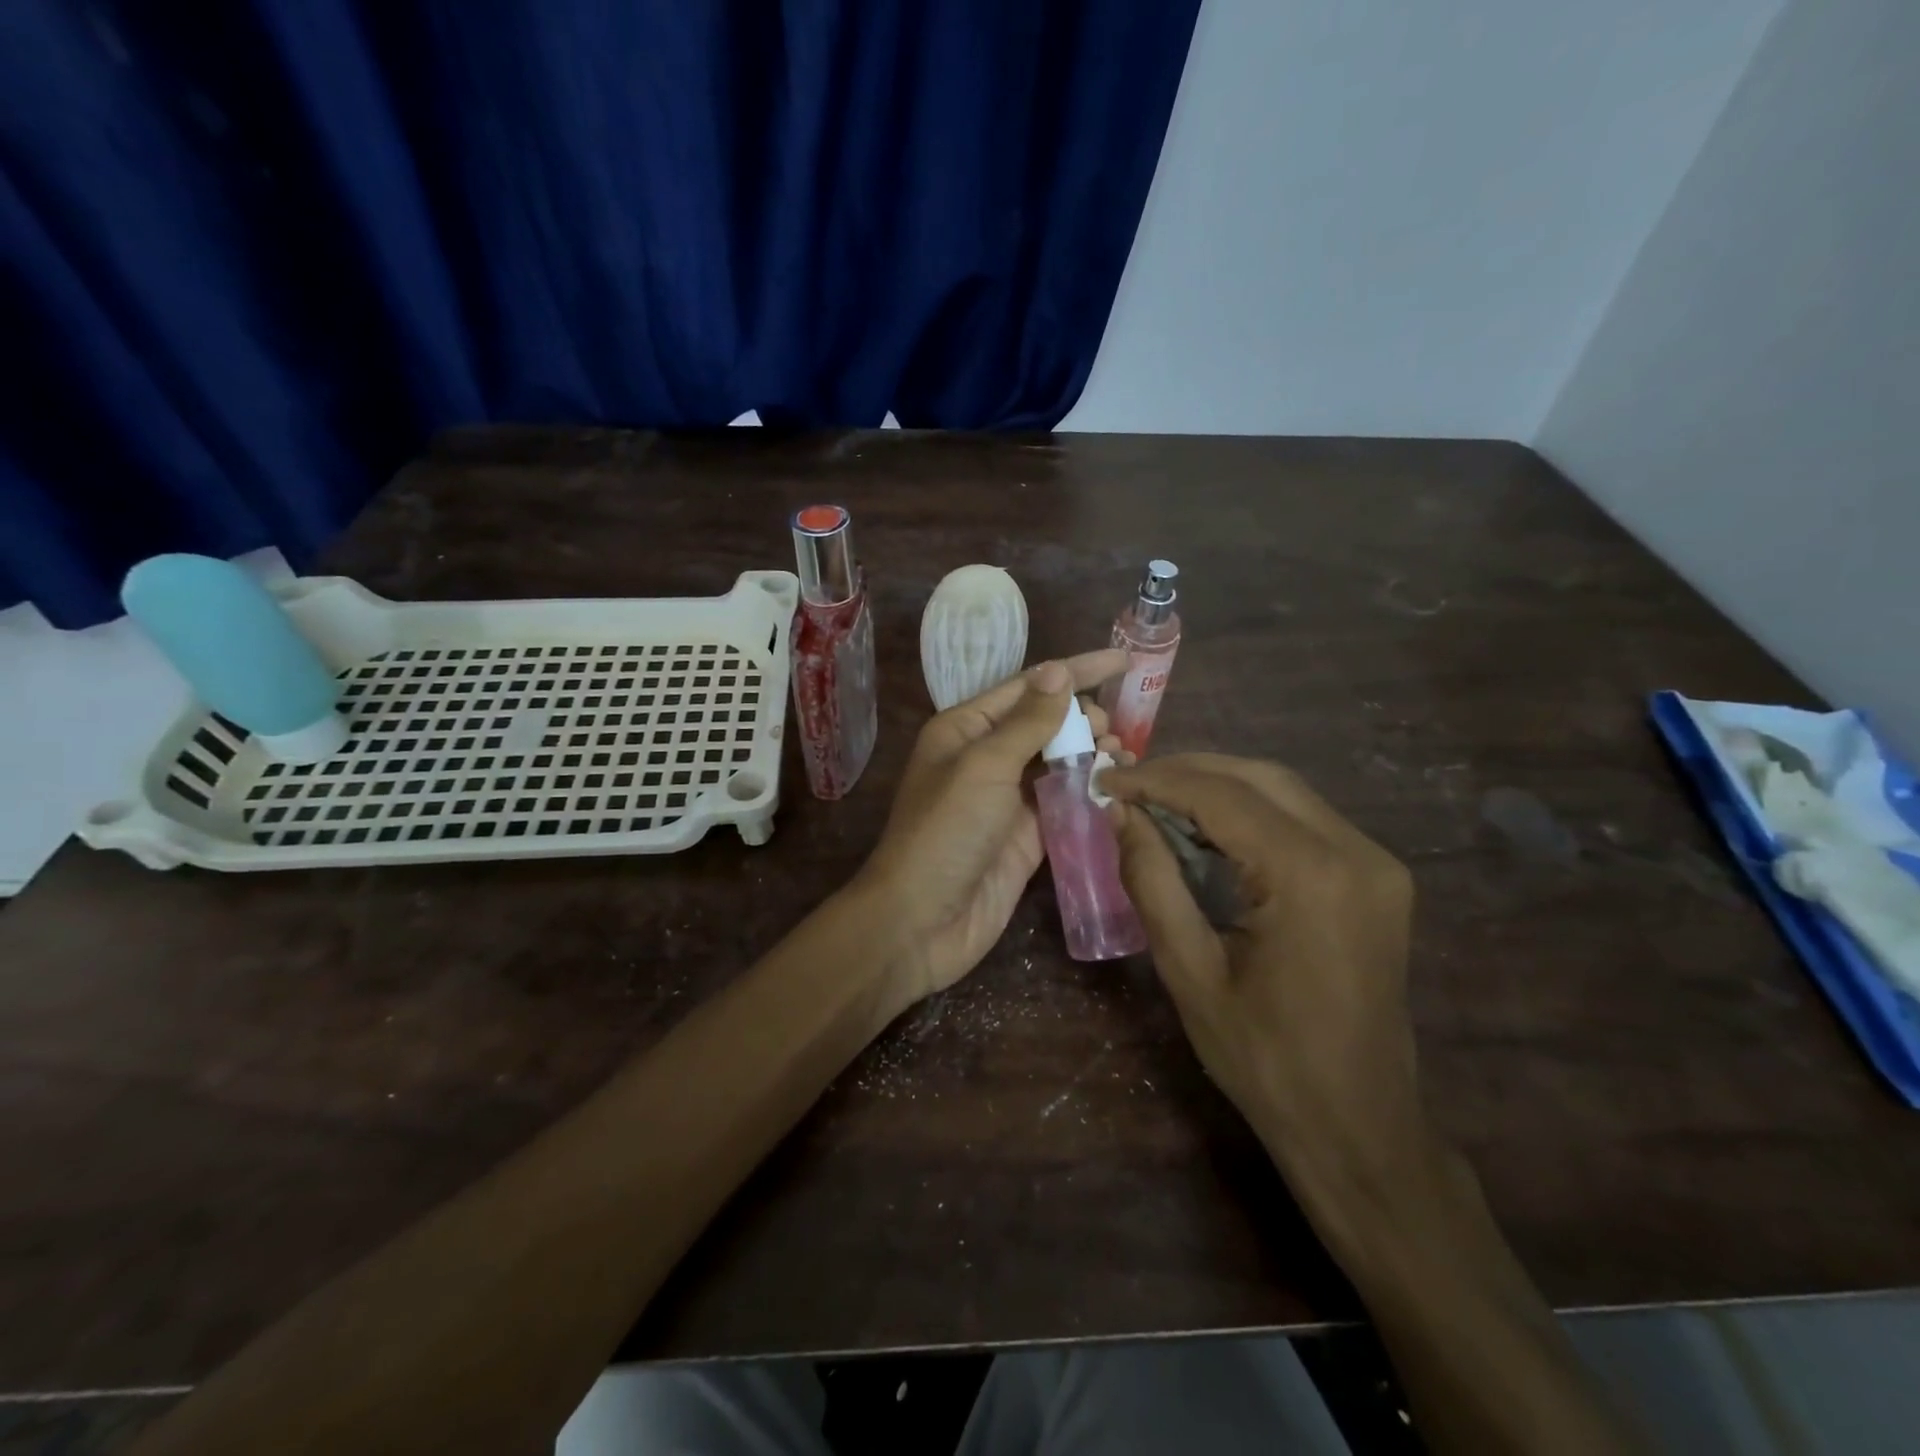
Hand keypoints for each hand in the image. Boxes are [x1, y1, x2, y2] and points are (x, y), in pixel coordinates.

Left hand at [856, 651, 1128, 1006]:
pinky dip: (1090, 793)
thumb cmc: (946, 831)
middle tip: (1116, 729)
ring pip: (1058, 763)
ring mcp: (1007, 799)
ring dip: (1092, 754)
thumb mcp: (984, 766)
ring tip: (1124, 754)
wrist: (921, 920)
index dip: (1075, 671)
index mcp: (965, 729)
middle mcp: (986, 757)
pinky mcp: (1027, 837)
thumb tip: (1058, 670)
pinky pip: (1064, 803)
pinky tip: (1117, 788)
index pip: (1028, 687)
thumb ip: (1028, 721)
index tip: (1122, 660)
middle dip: (1084, 717)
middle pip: (1045, 723)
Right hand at [1102, 754, 1427, 1219]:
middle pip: (1259, 777)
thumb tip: (1120, 814)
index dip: (1157, 781)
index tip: (1105, 781)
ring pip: (1284, 791)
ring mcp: (1376, 863)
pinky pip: (1304, 820)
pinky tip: (1207, 828)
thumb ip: (1152, 880)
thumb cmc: (1264, 1060)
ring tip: (1157, 800)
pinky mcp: (1378, 877)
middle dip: (1187, 772)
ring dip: (1218, 787)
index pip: (1222, 796)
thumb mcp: (1189, 971)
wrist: (1359, 1126)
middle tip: (1128, 784)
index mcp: (1310, 877)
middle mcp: (1356, 852)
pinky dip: (1250, 812)